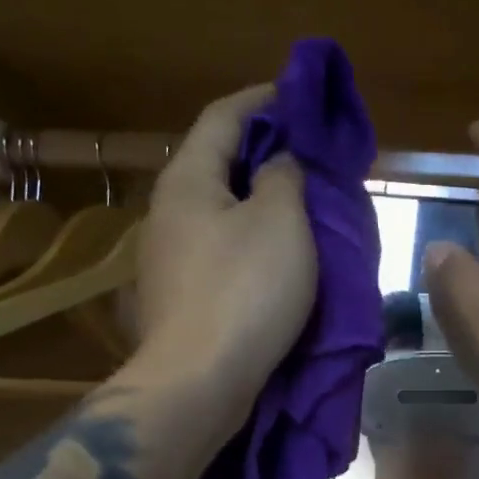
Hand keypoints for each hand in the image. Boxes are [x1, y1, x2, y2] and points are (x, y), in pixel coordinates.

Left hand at [130, 86, 314, 430]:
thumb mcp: (281, 222)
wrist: (198, 383)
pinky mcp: (180, 297)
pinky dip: (250, 239)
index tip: (299, 95)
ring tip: (302, 204)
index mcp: (187, 181)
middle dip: (264, 152)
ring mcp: (169, 258)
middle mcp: (168, 212)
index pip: (223, 117)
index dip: (263, 99)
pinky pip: (219, 249)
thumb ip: (284, 177)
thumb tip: (280, 162)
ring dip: (258, 201)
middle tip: (310, 155)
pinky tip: (277, 255)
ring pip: (219, 211)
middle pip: (217, 163)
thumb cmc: (244, 292)